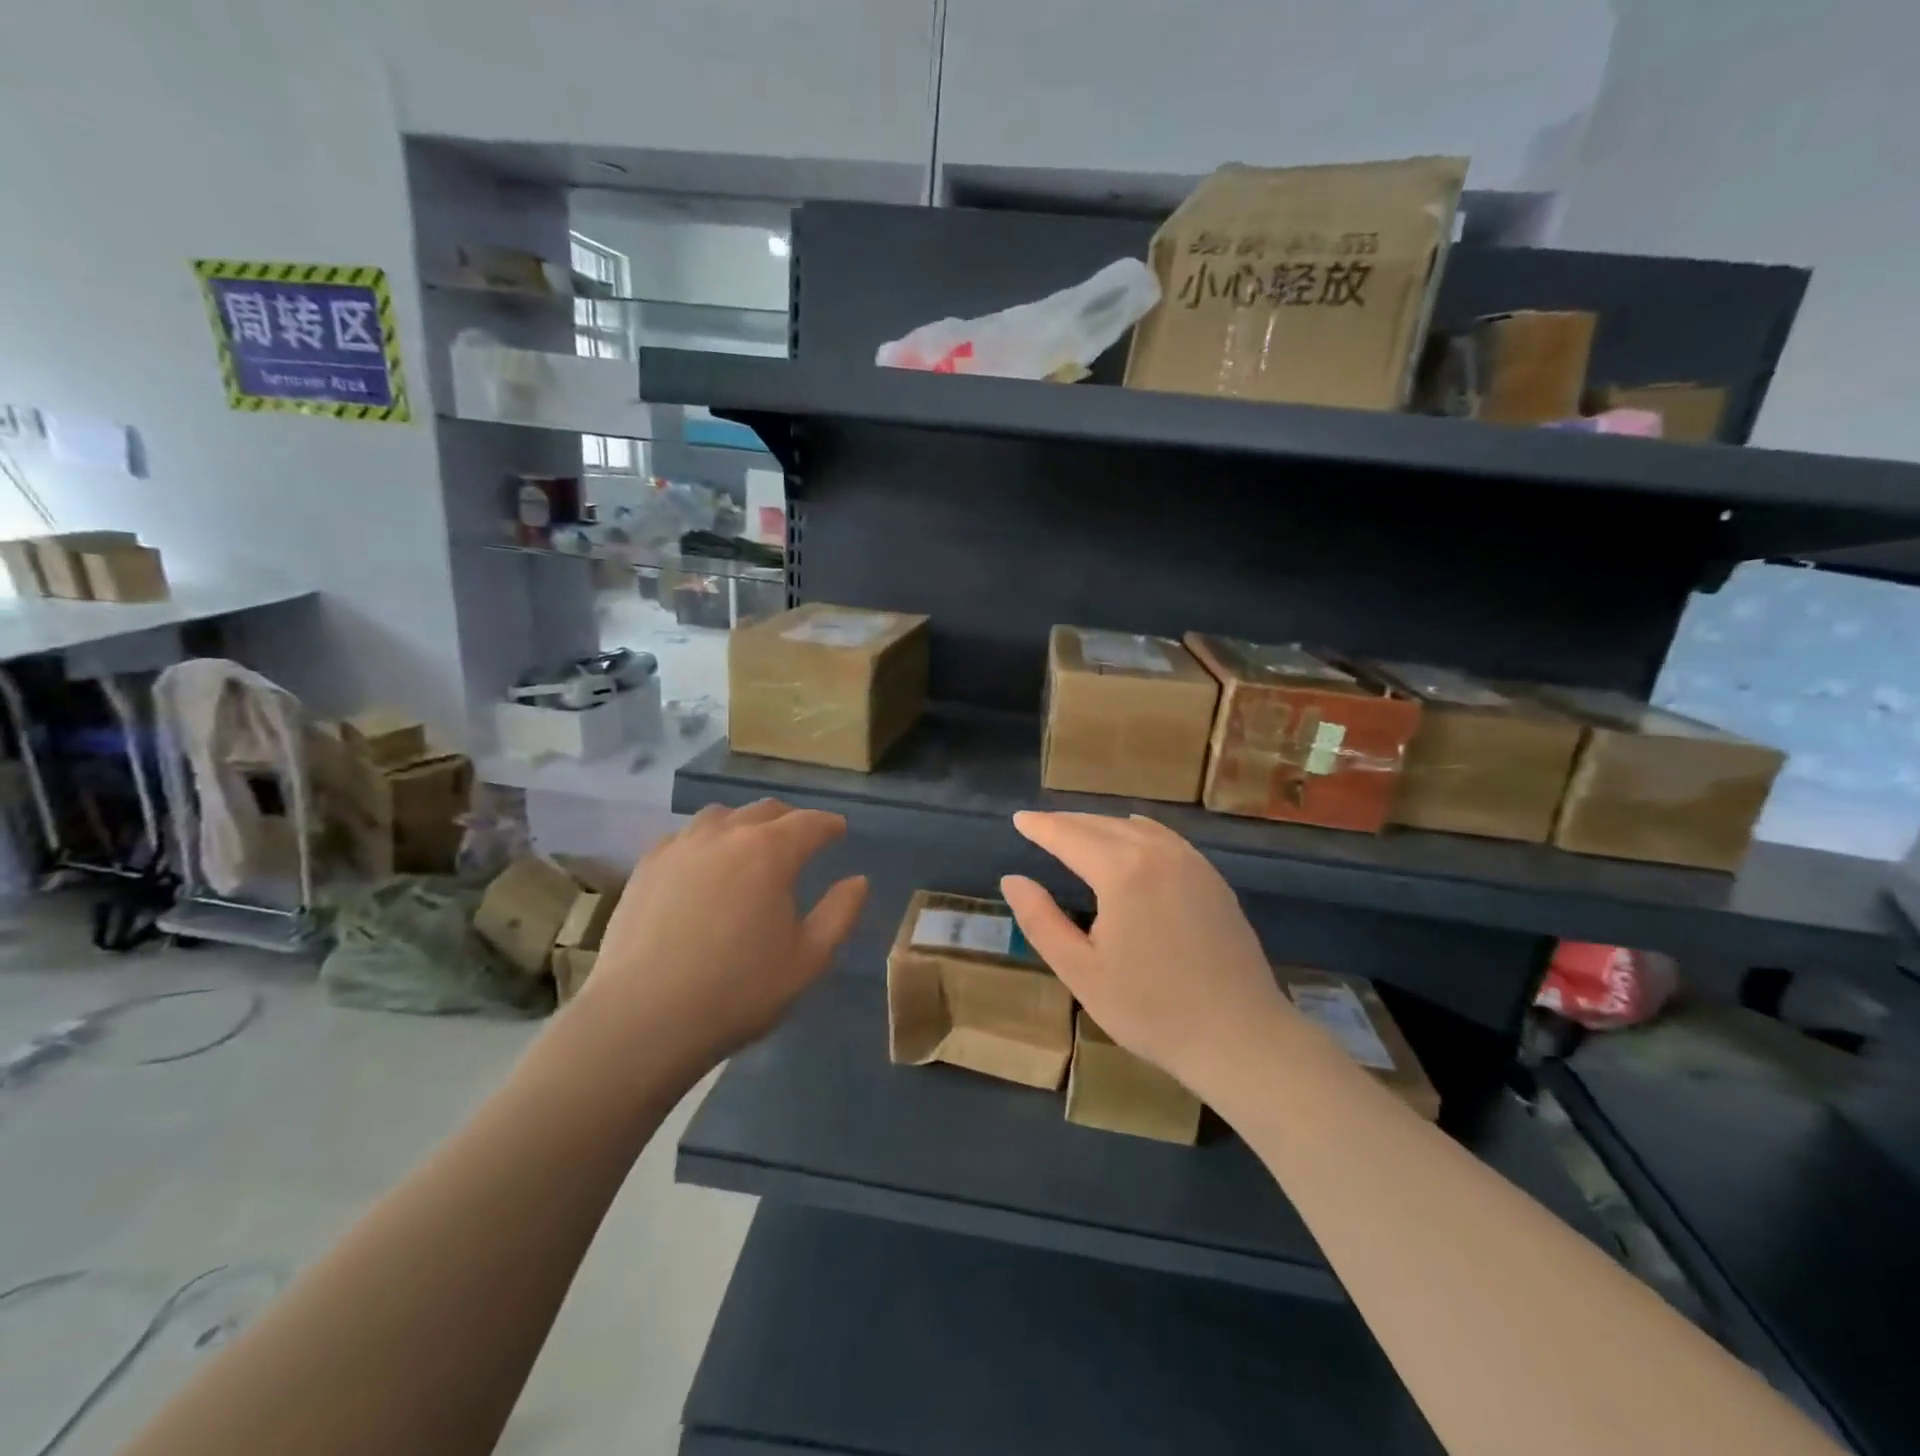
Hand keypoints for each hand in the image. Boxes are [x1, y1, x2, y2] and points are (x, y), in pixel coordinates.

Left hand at [578, 799, 867, 1071]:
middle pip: (765, 810)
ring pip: (721, 816)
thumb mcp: (808, 960)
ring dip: (745, 824)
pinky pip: (685, 837)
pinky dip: (706, 841)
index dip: (829, 825)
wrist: (643, 1019)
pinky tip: (703, 866)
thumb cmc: (738, 991)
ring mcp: (681, 847)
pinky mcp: (647, 866)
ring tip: (750, 847)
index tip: (839, 830)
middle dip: (790, 820)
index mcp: (771, 852)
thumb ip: (840, 913)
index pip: (810, 823)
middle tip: (801, 839)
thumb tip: (857, 880)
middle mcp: (726, 835)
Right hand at [1001, 812, 1293, 1098]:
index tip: (1018, 819)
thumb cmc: (1151, 1010)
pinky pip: (1165, 839)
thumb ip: (1041, 920)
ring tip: (1077, 834)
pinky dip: (1135, 834)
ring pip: (1135, 828)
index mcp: (1122, 871)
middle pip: (1102, 825)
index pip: (1070, 835)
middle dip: (1067, 822)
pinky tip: (1130, 846)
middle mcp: (1158, 852)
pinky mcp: (1213, 879)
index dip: (1041, 826)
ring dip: (1100, 826)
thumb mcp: (1080, 971)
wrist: (1241, 1037)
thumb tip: (1012, 879)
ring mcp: (1192, 862)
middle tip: (1039, 825)